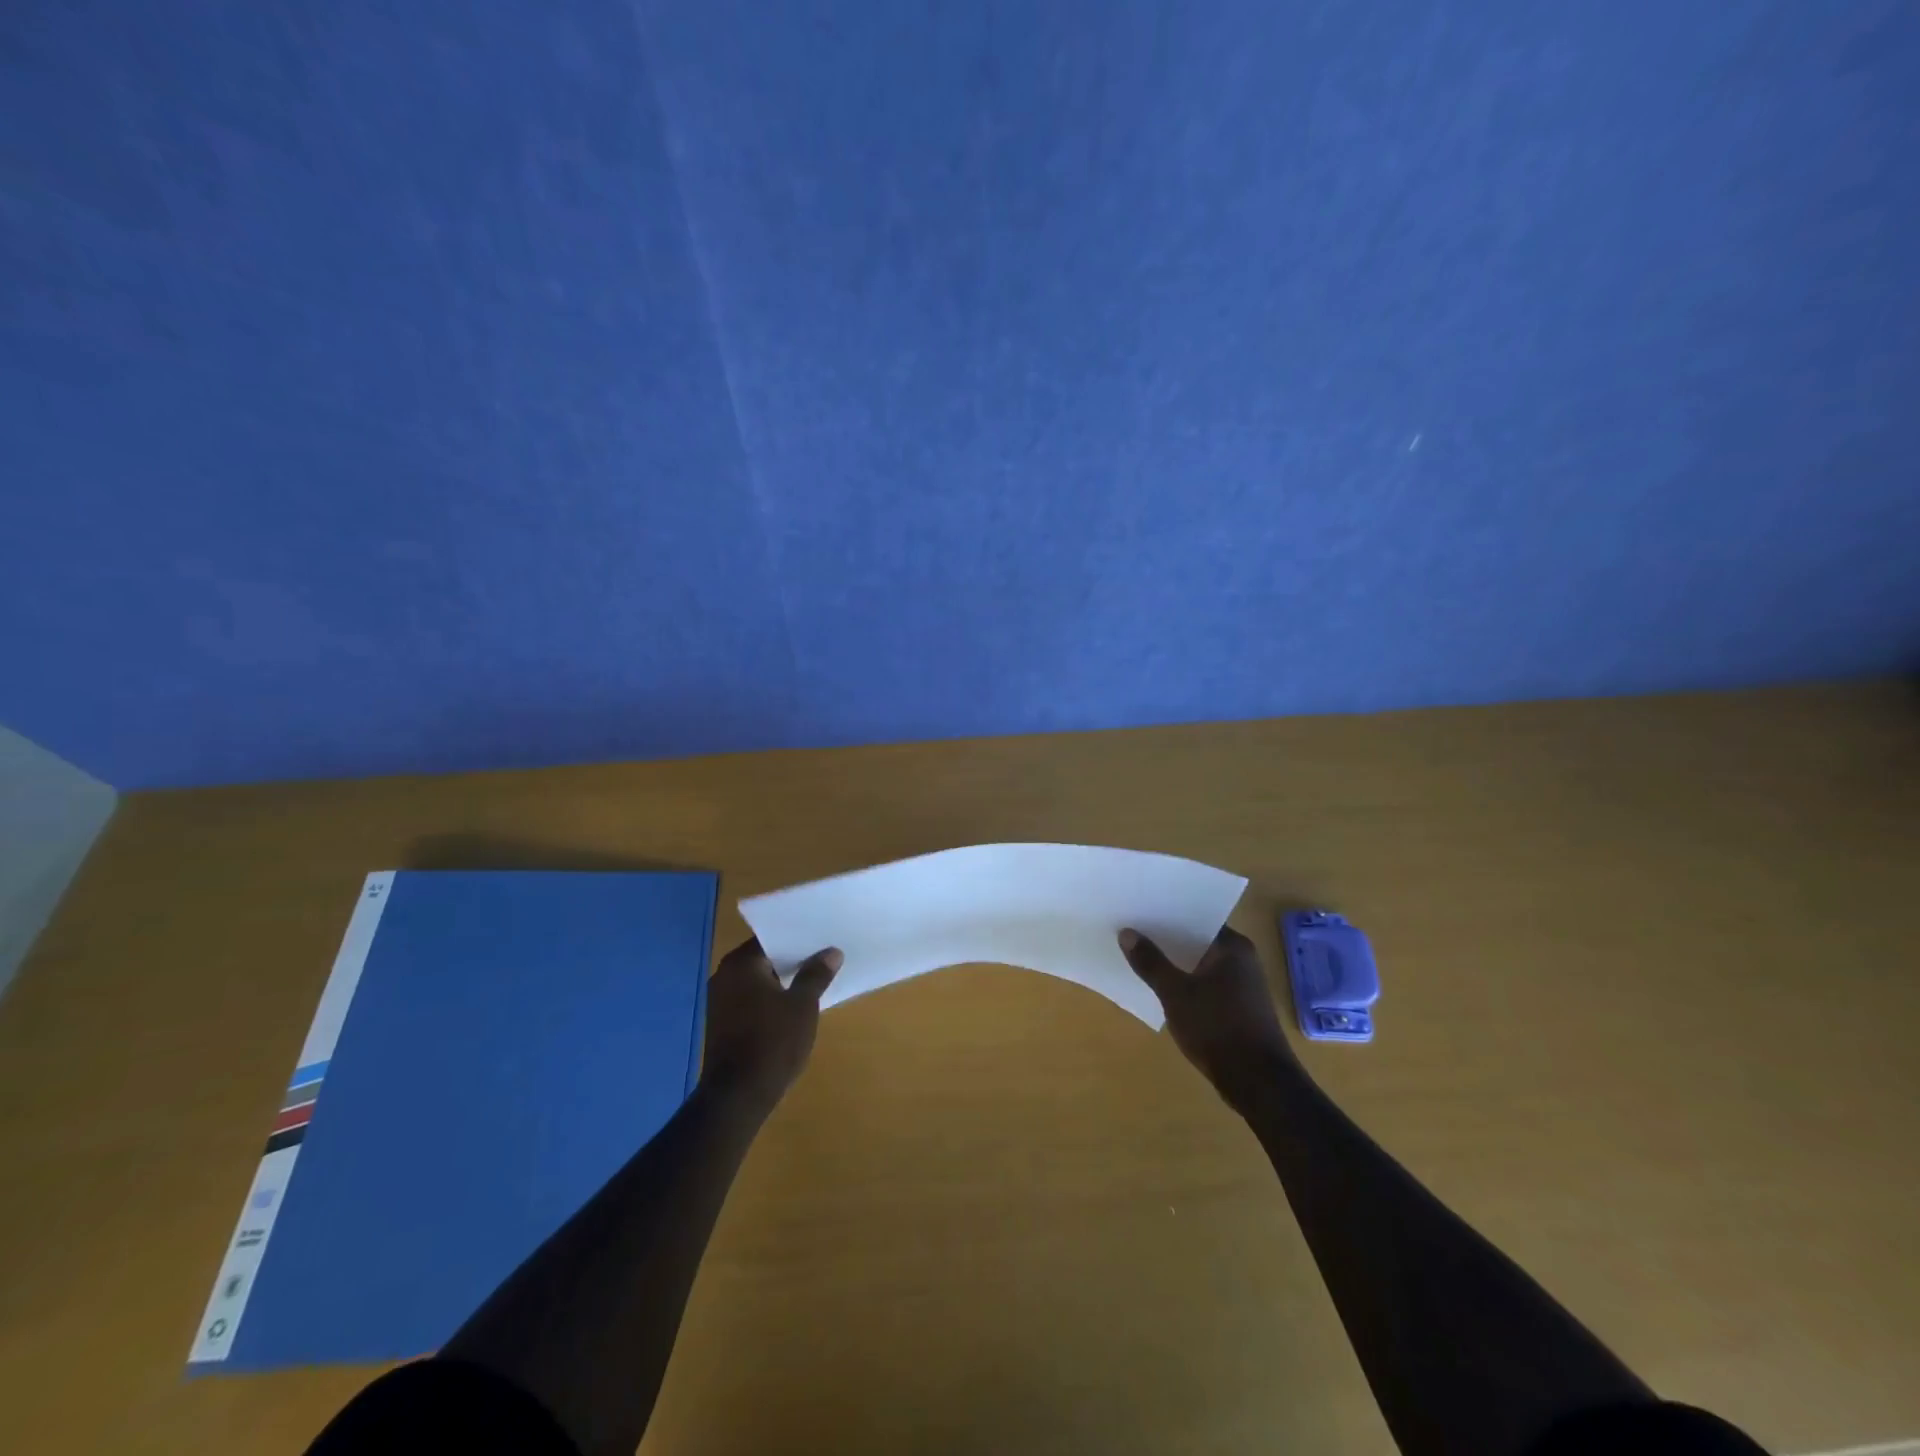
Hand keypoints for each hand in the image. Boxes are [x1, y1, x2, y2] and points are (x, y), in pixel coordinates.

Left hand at [701, 938, 840, 1113]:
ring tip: (814, 980)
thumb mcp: (803, 1005)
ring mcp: (720, 1002)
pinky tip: (793, 1007)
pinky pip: (750, 1000)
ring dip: (781, 982)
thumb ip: (816, 975)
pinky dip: (770, 1000)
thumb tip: (831, 952)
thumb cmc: (772, 1042)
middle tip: (824, 956)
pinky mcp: (722, 1025)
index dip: (798, 938)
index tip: (822, 938)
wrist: (737, 1097)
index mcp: (741, 964)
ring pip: (757, 981)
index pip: (772, 938)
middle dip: (792, 960)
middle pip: (764, 959)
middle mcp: (724, 976)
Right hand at [1119, 926, 1298, 1109]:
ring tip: (1139, 956)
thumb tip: (1127, 933)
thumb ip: (1151, 963)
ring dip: (1174, 964)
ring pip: (1199, 966)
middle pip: (1196, 942)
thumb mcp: (1176, 994)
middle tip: (1131, 931)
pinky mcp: (1238, 1008)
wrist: (1258, 1084)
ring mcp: (1242, 986)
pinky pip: (1205, 985)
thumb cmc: (1218, 1028)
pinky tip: (1161, 988)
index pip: (1195, 919)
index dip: (1166, 915)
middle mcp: (1242, 960)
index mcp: (1233, 947)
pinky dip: (1185, 984)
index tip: (1139, 911)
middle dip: (1166, 940)